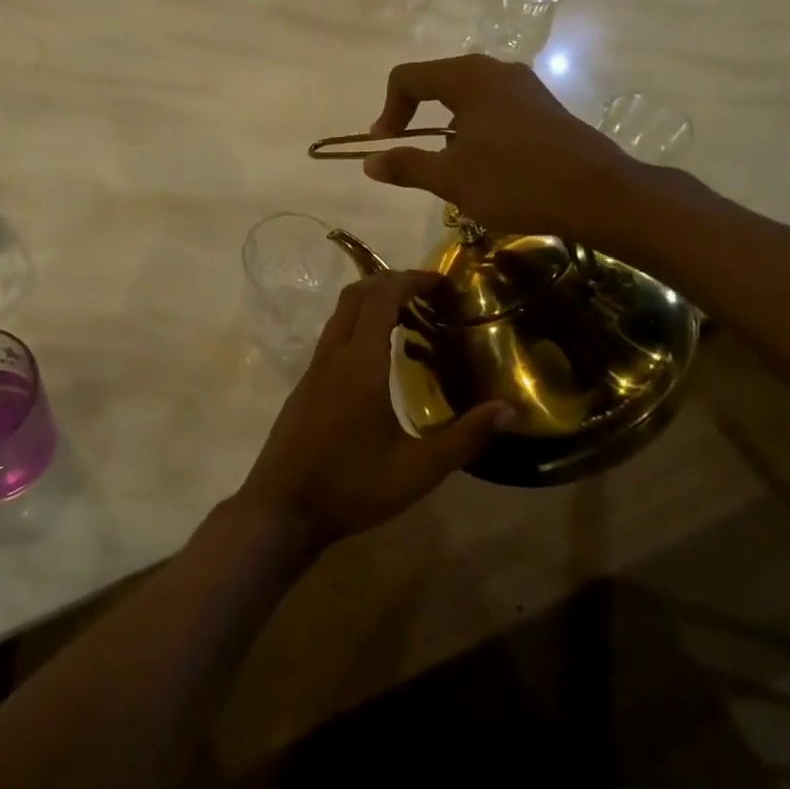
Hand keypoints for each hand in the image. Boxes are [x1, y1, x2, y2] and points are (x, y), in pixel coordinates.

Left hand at [236, 270, 508, 547]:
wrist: (281, 508)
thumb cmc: (351, 487)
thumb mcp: (417, 471)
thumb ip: (464, 438)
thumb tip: (508, 409)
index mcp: (360, 365)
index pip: (381, 298)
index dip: (410, 280)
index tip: (441, 282)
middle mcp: (333, 355)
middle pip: (357, 295)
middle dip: (392, 282)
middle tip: (429, 294)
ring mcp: (314, 368)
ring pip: (341, 313)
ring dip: (372, 301)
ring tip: (410, 317)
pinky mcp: (305, 384)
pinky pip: (333, 335)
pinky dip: (358, 324)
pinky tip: (378, 355)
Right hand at [362, 54, 642, 242]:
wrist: (599, 194)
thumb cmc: (515, 181)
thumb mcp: (451, 178)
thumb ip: (406, 165)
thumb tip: (370, 162)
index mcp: (468, 78)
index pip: (408, 77)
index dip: (388, 110)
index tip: (385, 145)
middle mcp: (496, 71)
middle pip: (438, 81)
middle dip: (416, 115)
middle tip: (410, 151)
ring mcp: (524, 87)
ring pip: (468, 96)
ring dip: (447, 125)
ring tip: (449, 165)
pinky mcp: (544, 107)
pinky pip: (495, 108)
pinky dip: (476, 129)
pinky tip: (487, 165)